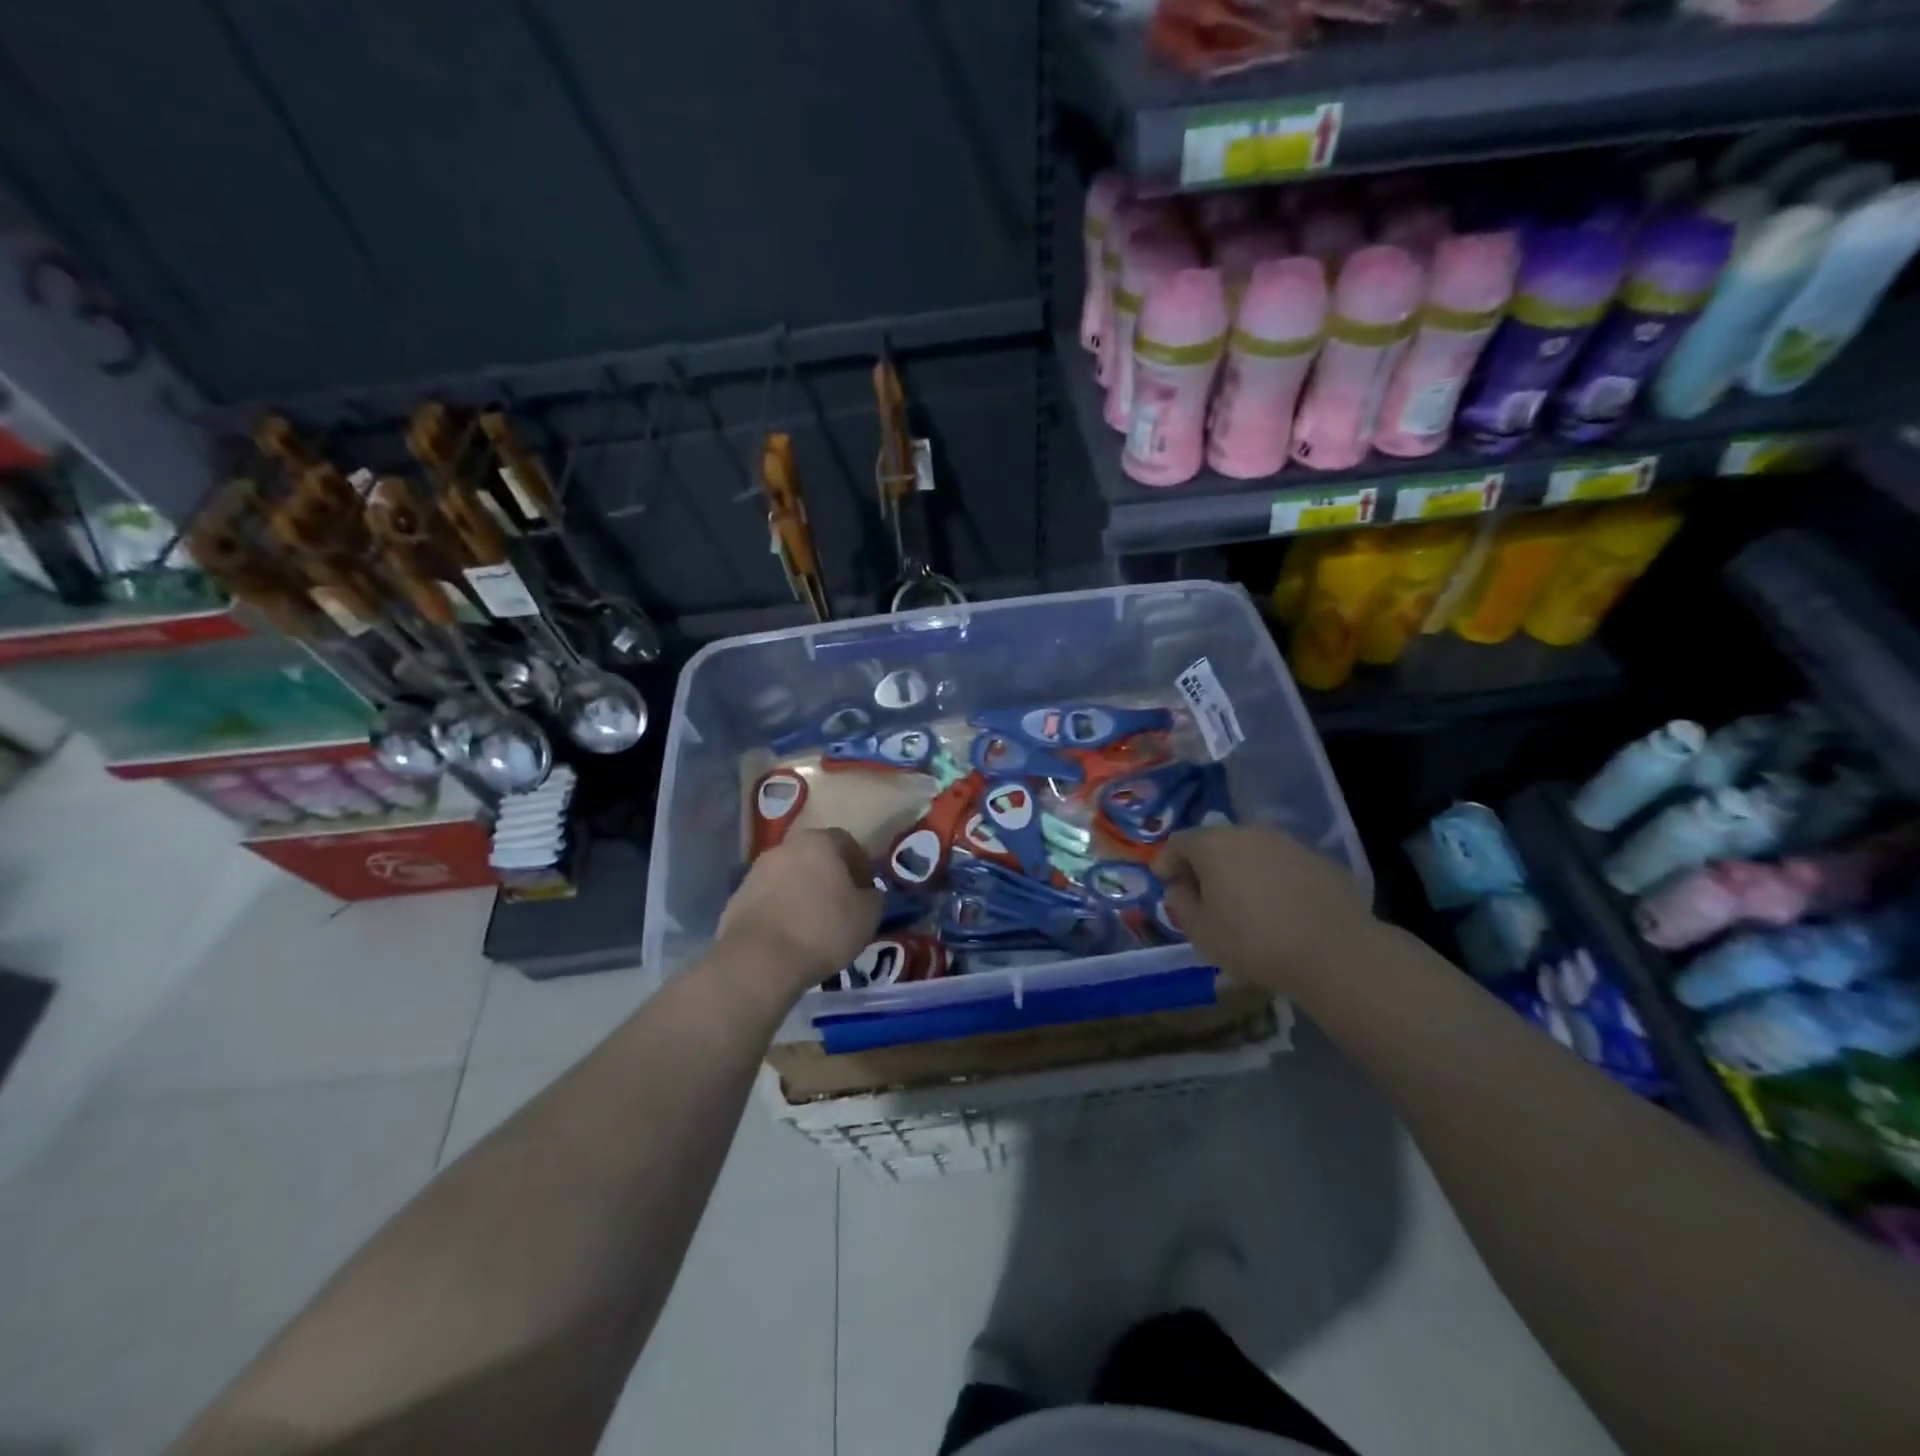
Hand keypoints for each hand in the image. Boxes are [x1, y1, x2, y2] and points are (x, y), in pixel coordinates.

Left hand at [718, 829, 881, 996]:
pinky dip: (781, 910)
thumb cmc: (822, 930)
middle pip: (814, 856)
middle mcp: (784, 848)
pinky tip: (790, 937)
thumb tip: (868, 894)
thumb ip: (873, 897)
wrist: (759, 961)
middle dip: (829, 877)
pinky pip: (768, 899)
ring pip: (789, 877)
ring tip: (814, 924)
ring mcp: (755, 872)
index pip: (846, 841)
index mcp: (818, 842)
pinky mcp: (736, 899)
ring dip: (803, 893)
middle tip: (842, 905)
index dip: (860, 864)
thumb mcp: (867, 916)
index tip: (866, 890)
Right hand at [1153, 825, 1377, 993]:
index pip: (1178, 841)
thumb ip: (1181, 903)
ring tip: (1243, 902)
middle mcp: (1249, 832)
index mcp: (1213, 845)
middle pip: (1216, 841)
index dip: (1167, 861)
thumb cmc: (1252, 940)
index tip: (1166, 883)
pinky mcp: (1320, 860)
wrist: (1334, 951)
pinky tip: (1280, 908)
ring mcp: (1288, 843)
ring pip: (1252, 850)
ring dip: (1240, 870)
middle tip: (1202, 894)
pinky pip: (1283, 864)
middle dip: (1204, 864)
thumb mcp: (1200, 932)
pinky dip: (1273, 879)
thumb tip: (1181, 887)